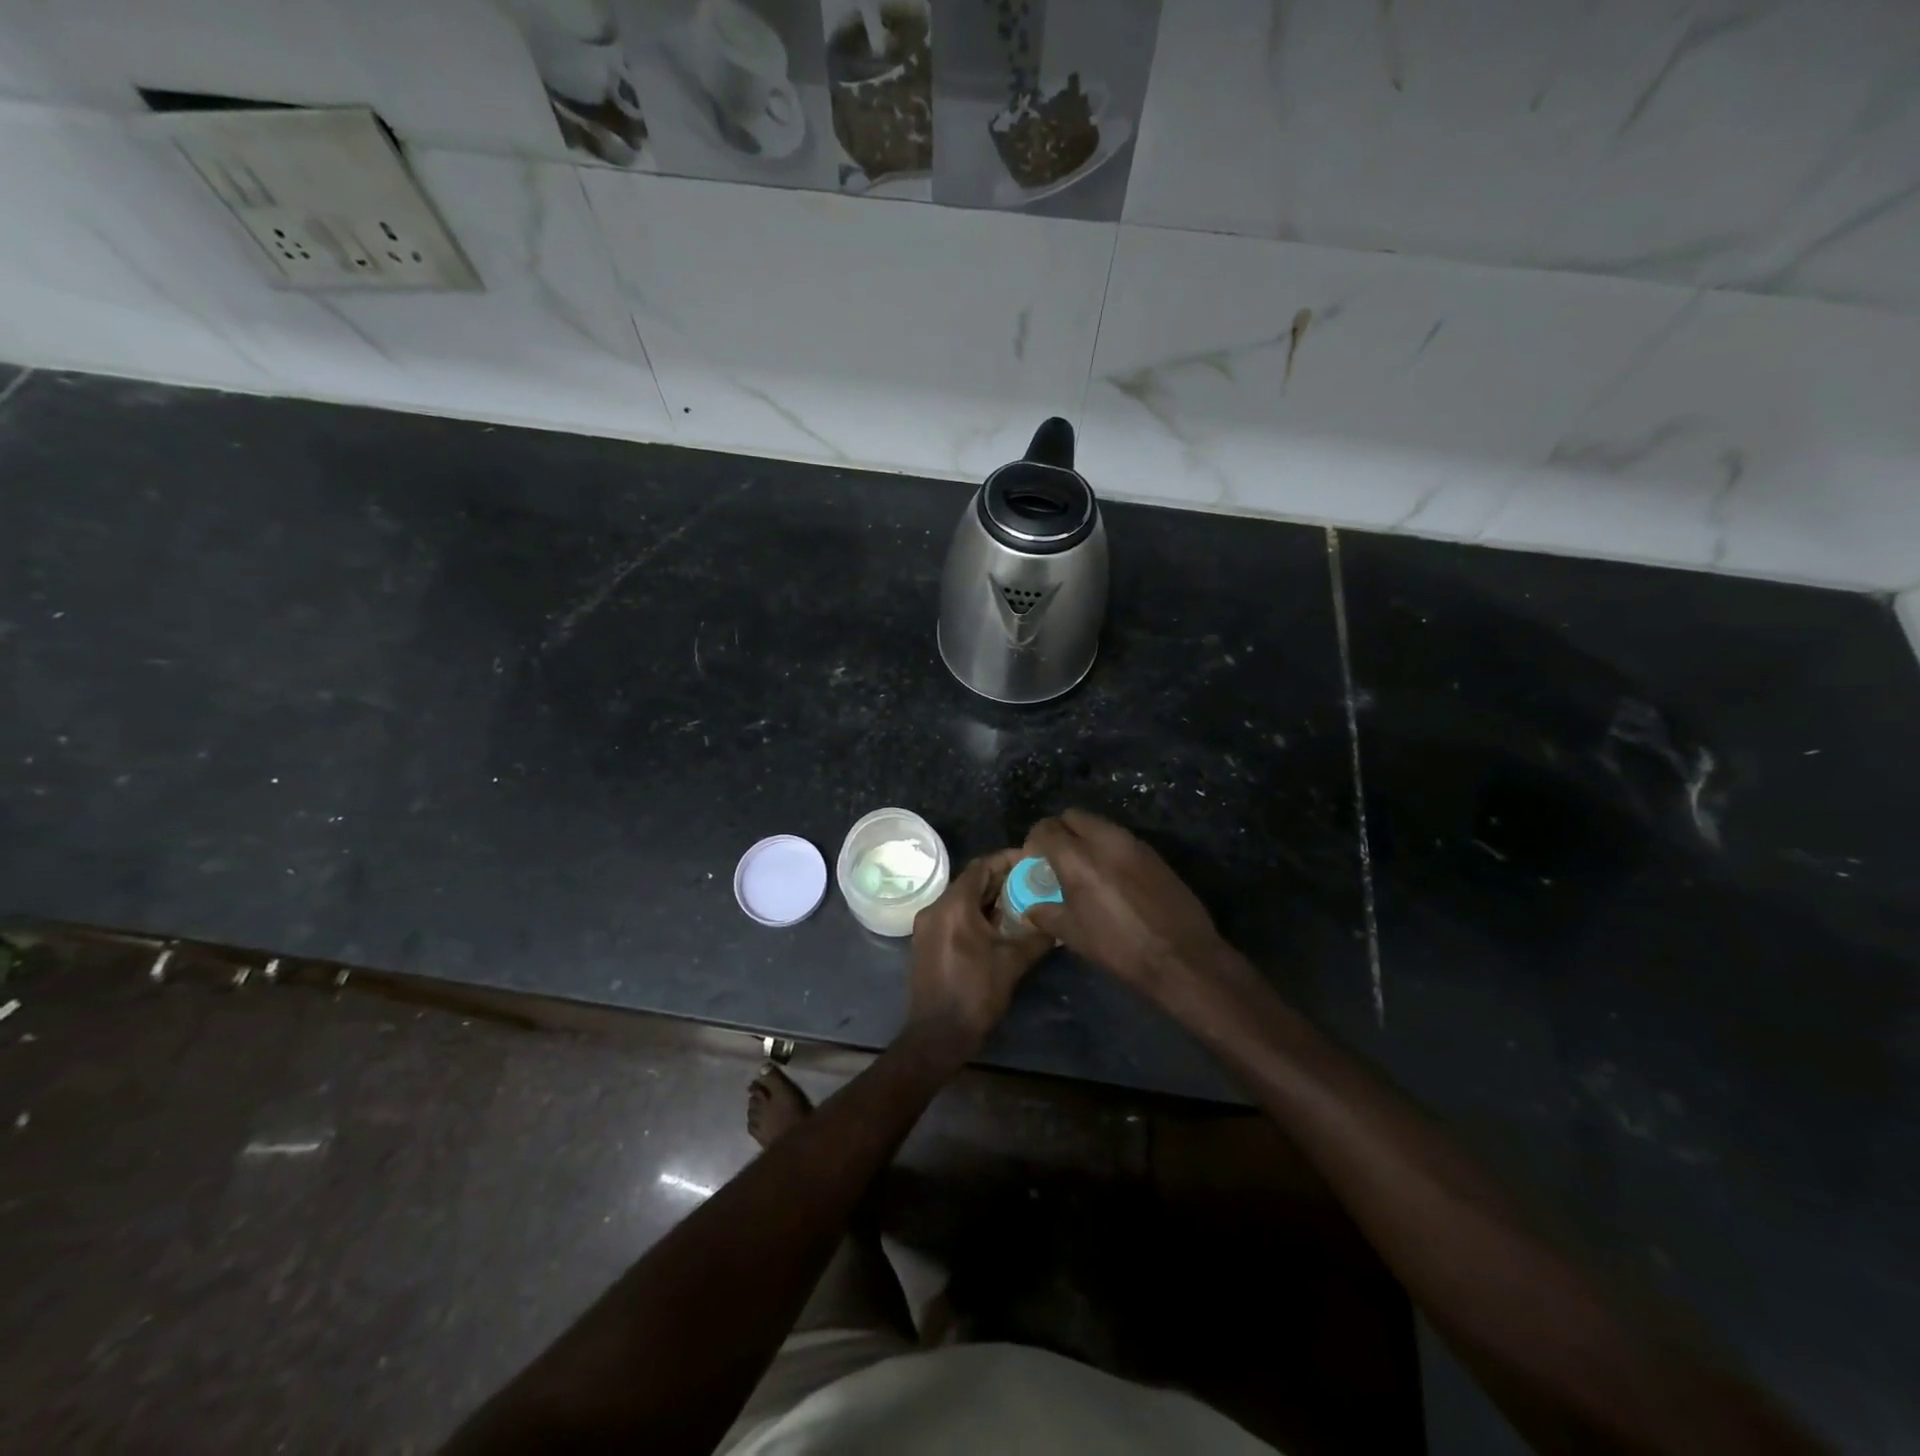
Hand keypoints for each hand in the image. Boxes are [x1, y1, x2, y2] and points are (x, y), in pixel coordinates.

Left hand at [906, 850, 1050, 1060]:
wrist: (937, 1035)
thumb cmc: (976, 994)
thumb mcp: (1012, 962)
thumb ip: (1036, 937)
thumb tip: (1059, 925)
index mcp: (954, 906)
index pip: (982, 866)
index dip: (1007, 860)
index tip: (1031, 860)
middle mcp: (936, 908)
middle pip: (970, 881)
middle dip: (1000, 879)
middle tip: (1030, 881)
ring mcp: (927, 925)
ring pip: (961, 899)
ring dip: (987, 898)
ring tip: (1019, 901)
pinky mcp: (926, 942)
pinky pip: (952, 915)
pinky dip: (974, 913)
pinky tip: (997, 925)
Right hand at [1023, 810, 1228, 1003]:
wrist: (1182, 956)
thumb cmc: (1120, 948)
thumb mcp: (1074, 936)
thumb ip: (1047, 914)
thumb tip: (1032, 907)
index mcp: (1078, 858)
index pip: (1046, 829)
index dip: (1034, 841)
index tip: (1034, 860)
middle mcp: (1104, 840)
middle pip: (1073, 816)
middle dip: (1060, 831)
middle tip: (1057, 858)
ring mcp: (1133, 843)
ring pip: (1099, 824)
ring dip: (1085, 837)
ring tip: (1084, 867)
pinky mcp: (1153, 852)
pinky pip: (1121, 838)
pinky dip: (1108, 847)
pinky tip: (1111, 876)